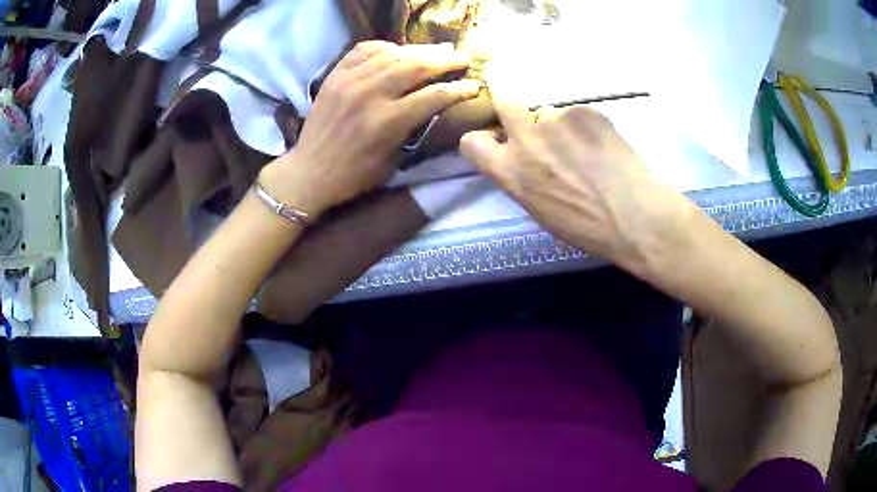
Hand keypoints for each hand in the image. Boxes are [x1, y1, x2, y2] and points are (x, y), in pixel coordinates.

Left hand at [261, 41, 480, 216]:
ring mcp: (350, 81)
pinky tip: (397, 50)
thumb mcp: (391, 161)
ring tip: (438, 50)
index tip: (474, 84)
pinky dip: (385, 46)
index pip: (434, 95)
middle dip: (445, 60)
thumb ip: (411, 129)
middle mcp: (371, 94)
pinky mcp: (335, 76)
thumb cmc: (353, 176)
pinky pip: (364, 49)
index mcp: (388, 122)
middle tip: (462, 57)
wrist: (309, 172)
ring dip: (420, 50)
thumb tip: (431, 104)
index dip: (459, 89)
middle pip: (417, 66)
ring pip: (394, 54)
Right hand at [460, 100, 694, 272]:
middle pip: (504, 103)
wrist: (637, 217)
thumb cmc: (589, 229)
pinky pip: (578, 114)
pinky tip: (605, 147)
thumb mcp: (541, 211)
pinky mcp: (585, 110)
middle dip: (512, 110)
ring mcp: (556, 120)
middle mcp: (526, 139)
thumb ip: (522, 179)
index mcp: (510, 172)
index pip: (472, 141)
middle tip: (536, 126)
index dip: (484, 140)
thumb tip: (521, 162)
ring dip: (560, 125)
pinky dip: (587, 126)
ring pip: (550, 112)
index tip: (497, 142)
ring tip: (588, 150)